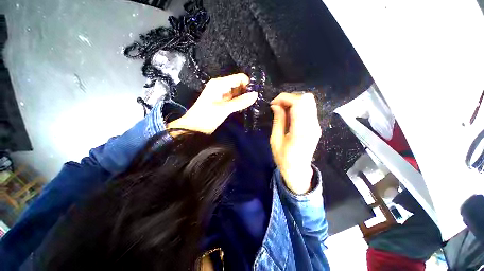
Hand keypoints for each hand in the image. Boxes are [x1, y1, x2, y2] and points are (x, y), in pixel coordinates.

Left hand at [168, 74, 257, 133]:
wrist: (193, 128)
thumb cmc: (206, 117)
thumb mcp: (224, 109)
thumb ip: (240, 102)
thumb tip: (255, 94)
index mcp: (219, 84)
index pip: (239, 78)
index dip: (248, 85)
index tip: (255, 95)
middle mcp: (221, 86)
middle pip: (238, 84)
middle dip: (246, 91)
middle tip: (254, 102)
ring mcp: (221, 94)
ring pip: (237, 92)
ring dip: (243, 97)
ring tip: (250, 105)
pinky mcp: (221, 101)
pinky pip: (233, 98)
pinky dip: (239, 102)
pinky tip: (243, 108)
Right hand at [270, 93, 321, 193]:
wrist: (298, 171)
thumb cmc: (284, 159)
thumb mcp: (275, 140)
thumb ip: (278, 121)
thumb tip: (276, 105)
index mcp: (301, 131)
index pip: (299, 103)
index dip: (285, 98)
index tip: (273, 103)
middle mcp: (312, 125)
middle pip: (307, 98)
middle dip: (289, 98)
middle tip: (278, 106)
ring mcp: (316, 125)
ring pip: (309, 102)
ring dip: (293, 101)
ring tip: (282, 109)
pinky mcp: (316, 126)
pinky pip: (308, 109)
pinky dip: (298, 106)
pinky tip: (289, 114)